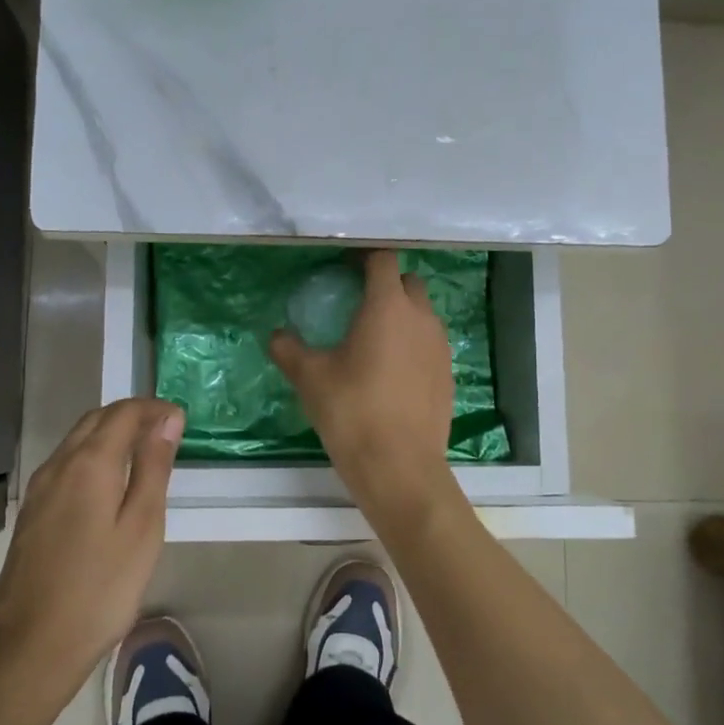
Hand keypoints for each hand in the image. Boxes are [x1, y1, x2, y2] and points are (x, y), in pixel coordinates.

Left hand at [0, 399, 182, 692]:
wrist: (33, 645)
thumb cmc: (101, 587)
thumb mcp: (142, 526)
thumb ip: (153, 467)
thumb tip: (167, 419)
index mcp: (88, 463)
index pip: (123, 413)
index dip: (154, 409)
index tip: (181, 420)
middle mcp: (57, 465)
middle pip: (95, 420)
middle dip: (131, 416)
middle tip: (166, 432)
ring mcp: (38, 490)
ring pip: (77, 441)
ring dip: (110, 435)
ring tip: (143, 455)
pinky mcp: (30, 513)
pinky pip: (65, 465)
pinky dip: (92, 457)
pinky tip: (108, 485)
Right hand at [270, 249, 454, 514]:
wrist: (399, 466)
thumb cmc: (352, 412)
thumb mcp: (310, 378)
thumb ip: (289, 349)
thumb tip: (275, 335)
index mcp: (388, 307)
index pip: (383, 260)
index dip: (365, 258)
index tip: (345, 268)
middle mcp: (421, 318)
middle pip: (408, 283)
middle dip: (387, 284)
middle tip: (358, 303)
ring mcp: (440, 347)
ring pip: (423, 315)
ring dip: (402, 315)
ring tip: (374, 339)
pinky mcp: (447, 375)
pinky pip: (430, 345)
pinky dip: (413, 345)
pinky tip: (392, 372)